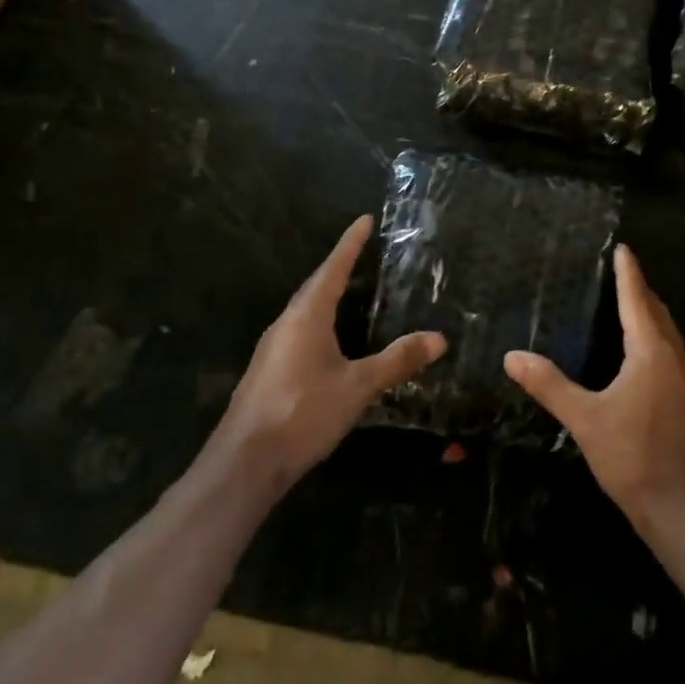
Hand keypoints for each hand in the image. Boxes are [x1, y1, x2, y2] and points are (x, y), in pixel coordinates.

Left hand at [215, 216, 445, 489]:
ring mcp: (274, 348)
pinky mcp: (269, 371)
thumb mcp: (357, 386)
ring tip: (353, 291)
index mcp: (307, 316)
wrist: (245, 463)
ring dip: (329, 296)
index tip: (364, 220)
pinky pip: (300, 332)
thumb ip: (397, 360)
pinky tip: (333, 341)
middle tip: (364, 252)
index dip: (350, 244)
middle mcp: (286, 324)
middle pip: (316, 286)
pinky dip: (321, 322)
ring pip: (306, 311)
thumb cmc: (303, 413)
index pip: (333, 269)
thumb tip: (439, 338)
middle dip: (340, 268)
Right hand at [505, 245, 684, 538]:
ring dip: (651, 317)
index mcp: (652, 353)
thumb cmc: (634, 459)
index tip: (623, 248)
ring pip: (670, 336)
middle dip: (640, 291)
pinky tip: (644, 359)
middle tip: (621, 272)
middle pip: (658, 313)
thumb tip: (512, 356)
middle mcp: (676, 359)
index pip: (637, 300)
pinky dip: (658, 342)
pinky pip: (674, 357)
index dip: (628, 272)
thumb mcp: (585, 420)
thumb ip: (549, 385)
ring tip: (630, 307)